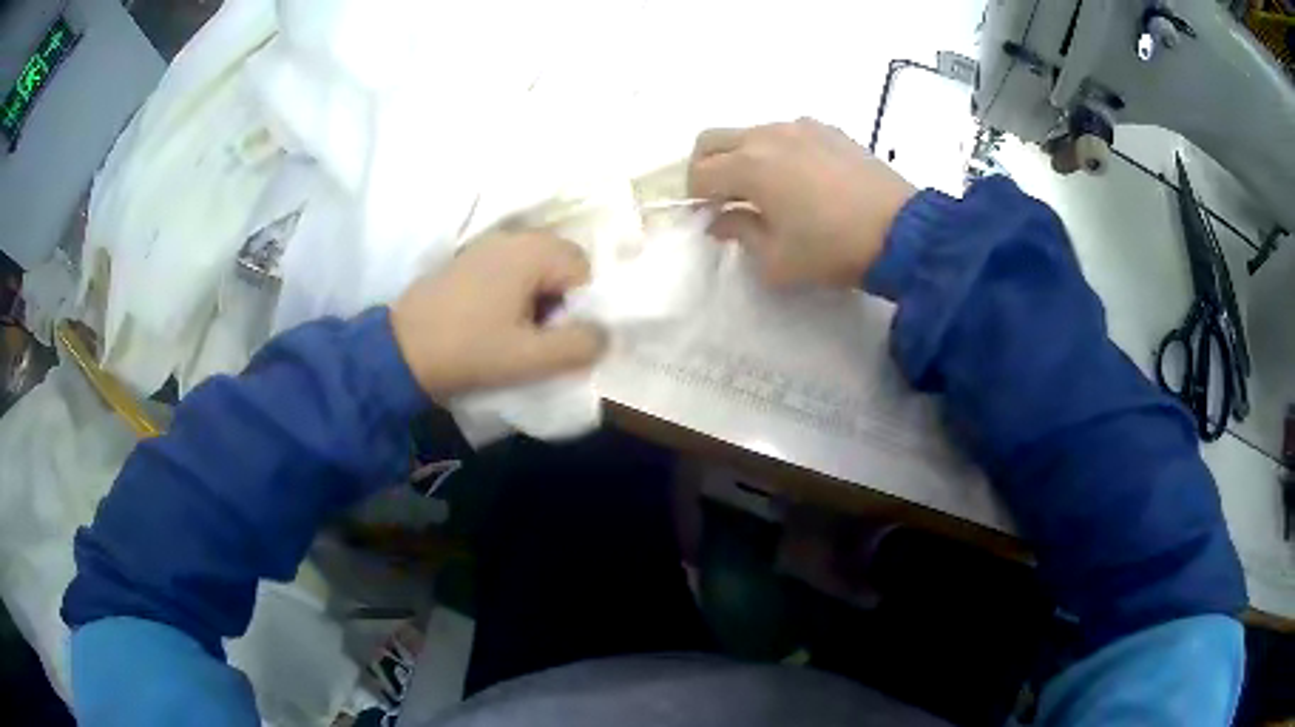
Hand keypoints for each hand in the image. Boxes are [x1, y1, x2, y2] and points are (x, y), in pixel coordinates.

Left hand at [390, 232, 606, 398]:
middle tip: (538, 338)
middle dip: (560, 301)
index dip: (581, 306)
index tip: (557, 337)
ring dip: (536, 300)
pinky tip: (491, 323)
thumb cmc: (469, 351)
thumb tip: (605, 335)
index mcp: (532, 251)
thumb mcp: (531, 358)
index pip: (585, 270)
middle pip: (561, 265)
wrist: (400, 352)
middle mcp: (512, 237)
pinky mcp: (466, 261)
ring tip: (514, 334)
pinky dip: (513, 295)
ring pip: (534, 269)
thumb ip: (580, 345)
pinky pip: (508, 271)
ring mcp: (485, 246)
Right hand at [688, 118, 916, 287]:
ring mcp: (801, 127)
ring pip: (750, 132)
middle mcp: (768, 135)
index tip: (710, 218)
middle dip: (705, 167)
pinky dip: (777, 150)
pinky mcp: (829, 130)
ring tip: (767, 190)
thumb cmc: (833, 249)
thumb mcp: (777, 261)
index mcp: (749, 166)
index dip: (695, 198)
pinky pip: (786, 132)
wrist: (902, 232)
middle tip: (721, 197)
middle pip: (712, 139)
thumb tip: (722, 220)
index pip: (699, 173)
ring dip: (742, 157)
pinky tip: (801, 178)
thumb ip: (739, 234)